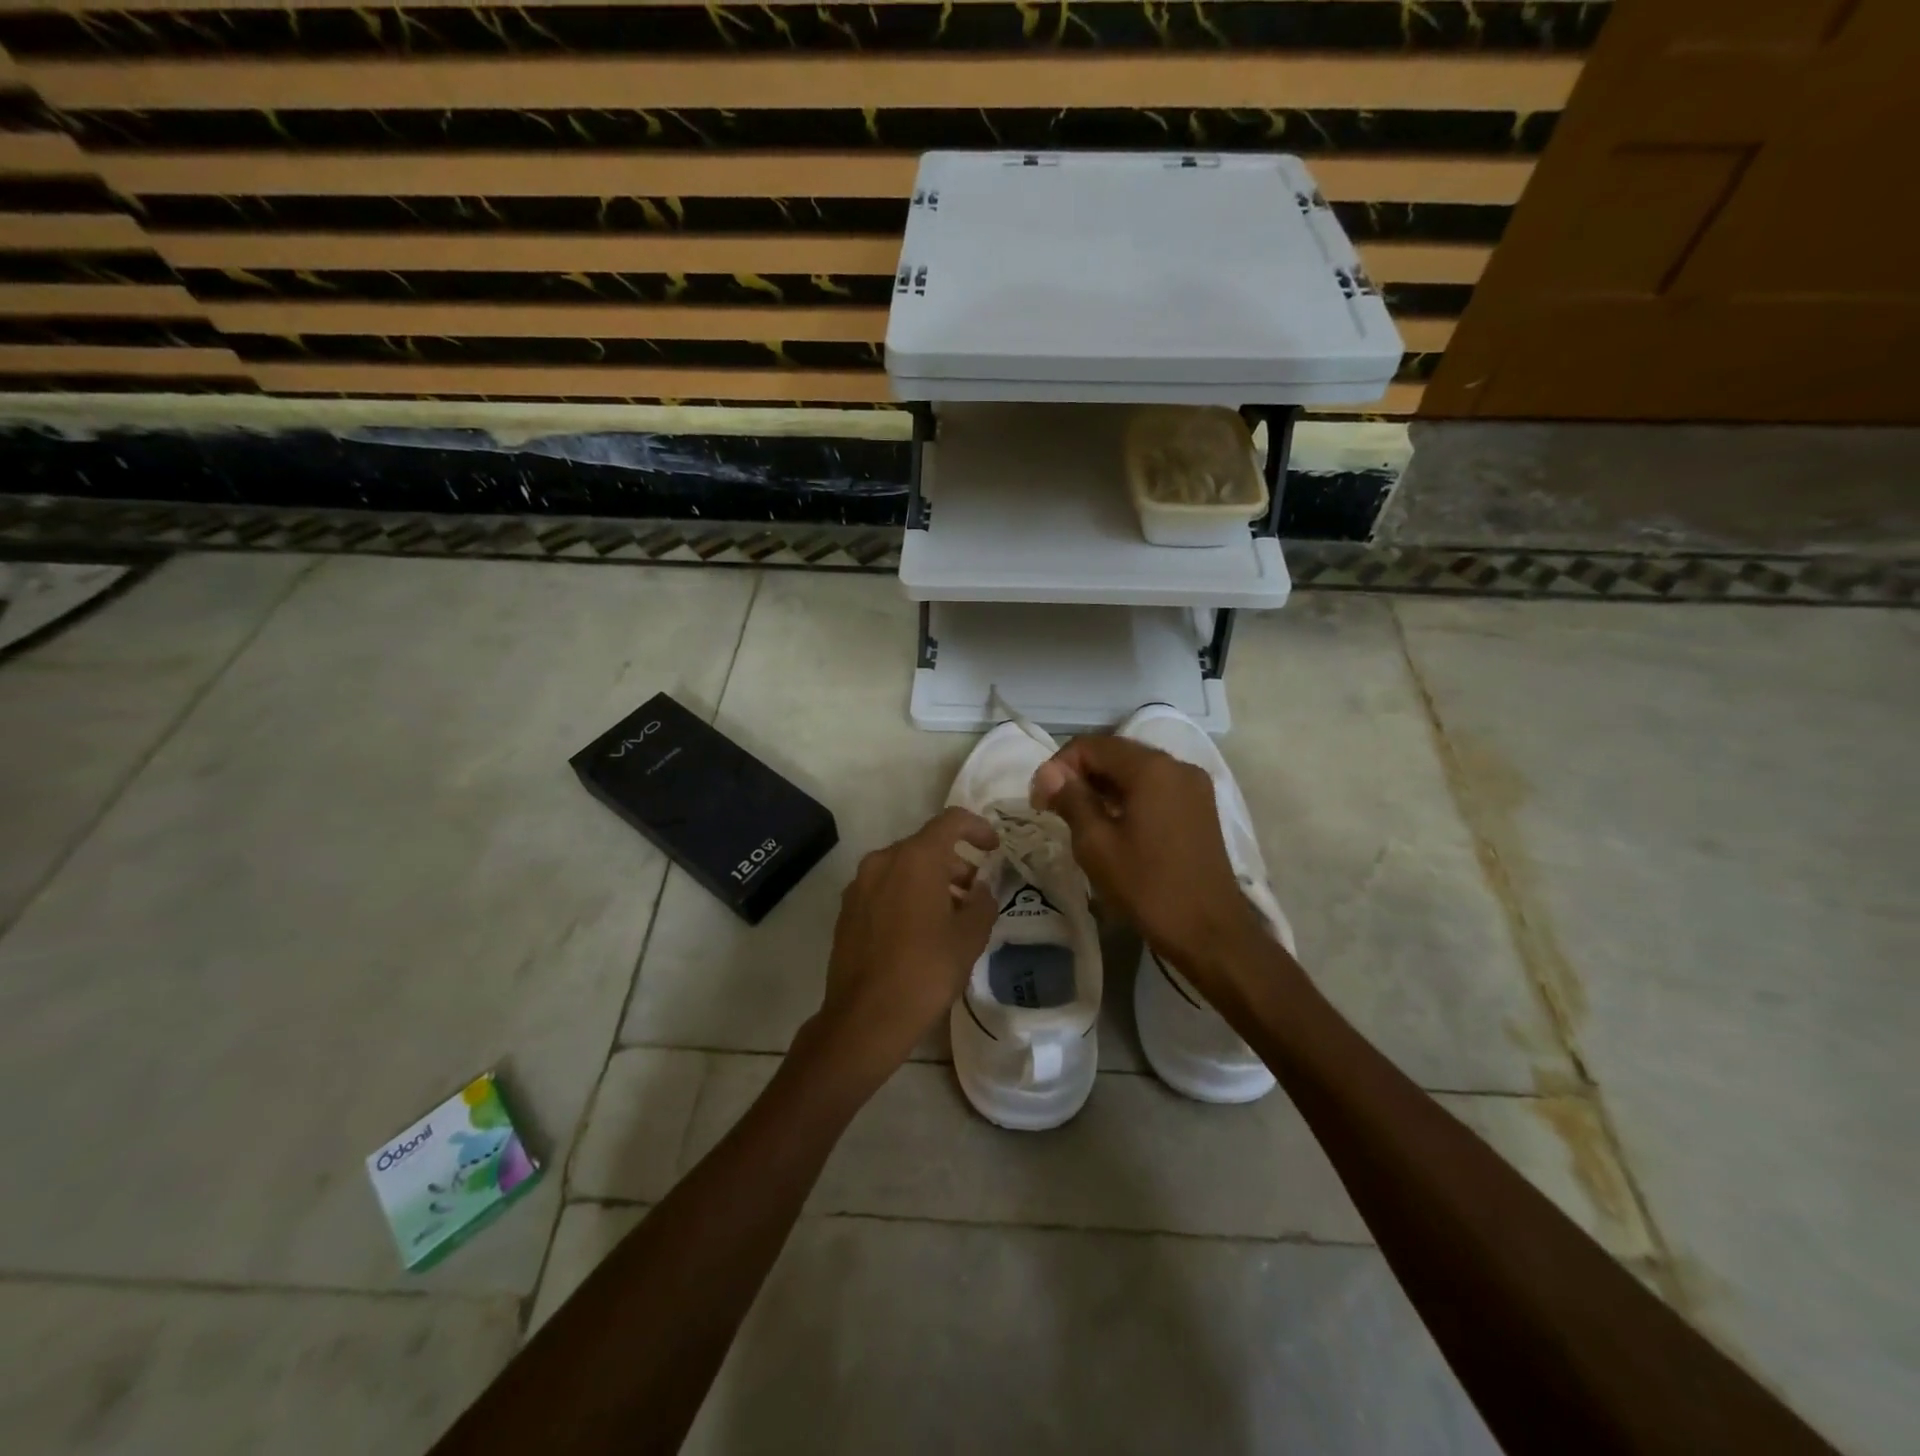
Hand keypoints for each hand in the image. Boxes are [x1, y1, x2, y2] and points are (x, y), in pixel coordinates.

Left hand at [816, 806, 999, 1082]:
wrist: (865, 1017)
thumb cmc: (926, 971)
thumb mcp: (970, 937)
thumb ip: (982, 903)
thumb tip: (980, 890)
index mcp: (915, 858)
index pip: (951, 821)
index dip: (977, 828)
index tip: (993, 847)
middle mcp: (882, 861)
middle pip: (925, 846)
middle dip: (954, 863)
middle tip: (975, 892)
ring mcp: (859, 885)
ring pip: (902, 868)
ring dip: (930, 880)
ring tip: (950, 915)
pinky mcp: (847, 910)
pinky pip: (883, 888)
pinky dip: (905, 895)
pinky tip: (918, 930)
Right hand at [1031, 735, 1267, 990]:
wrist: (1211, 933)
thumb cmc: (1148, 887)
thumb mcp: (1097, 845)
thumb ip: (1071, 799)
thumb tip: (1047, 772)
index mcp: (1152, 768)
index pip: (1091, 746)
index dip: (1058, 767)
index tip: (1040, 801)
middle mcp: (1177, 765)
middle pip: (1116, 753)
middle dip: (1080, 774)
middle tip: (1053, 808)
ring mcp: (1193, 786)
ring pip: (1135, 770)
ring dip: (1102, 786)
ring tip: (1079, 819)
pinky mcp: (1200, 807)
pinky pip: (1155, 787)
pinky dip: (1128, 797)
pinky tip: (1112, 825)